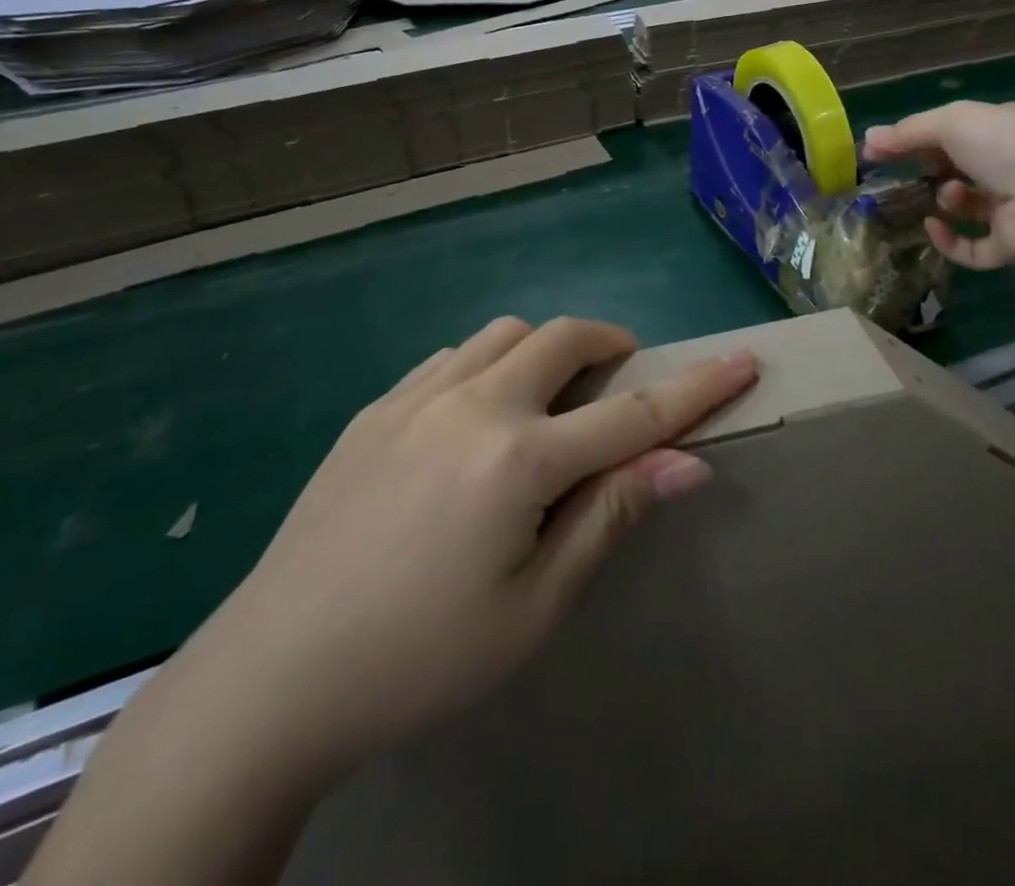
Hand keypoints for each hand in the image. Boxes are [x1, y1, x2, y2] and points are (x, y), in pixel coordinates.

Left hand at [180, 317, 756, 786]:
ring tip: (545, 405)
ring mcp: (416, 399)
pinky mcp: (375, 410)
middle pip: (563, 339)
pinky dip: (486, 367)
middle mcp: (471, 406)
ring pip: (503, 336)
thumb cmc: (420, 659)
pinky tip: (475, 420)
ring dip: (543, 353)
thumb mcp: (534, 607)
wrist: (272, 678)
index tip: (742, 359)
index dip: (696, 387)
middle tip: (622, 381)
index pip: (632, 412)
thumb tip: (686, 464)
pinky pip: (450, 359)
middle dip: (611, 346)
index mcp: (518, 460)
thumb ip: (610, 517)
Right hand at [862, 101, 1014, 271]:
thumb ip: (909, 131)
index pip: (958, 130)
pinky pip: (973, 247)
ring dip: (947, 199)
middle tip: (899, 174)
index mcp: (1007, 129)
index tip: (879, 150)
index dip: (918, 138)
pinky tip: (934, 227)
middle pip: (962, 168)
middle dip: (931, 169)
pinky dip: (950, 239)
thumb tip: (869, 138)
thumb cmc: (1004, 147)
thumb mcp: (952, 122)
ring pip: (969, 206)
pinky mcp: (1013, 245)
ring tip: (944, 196)